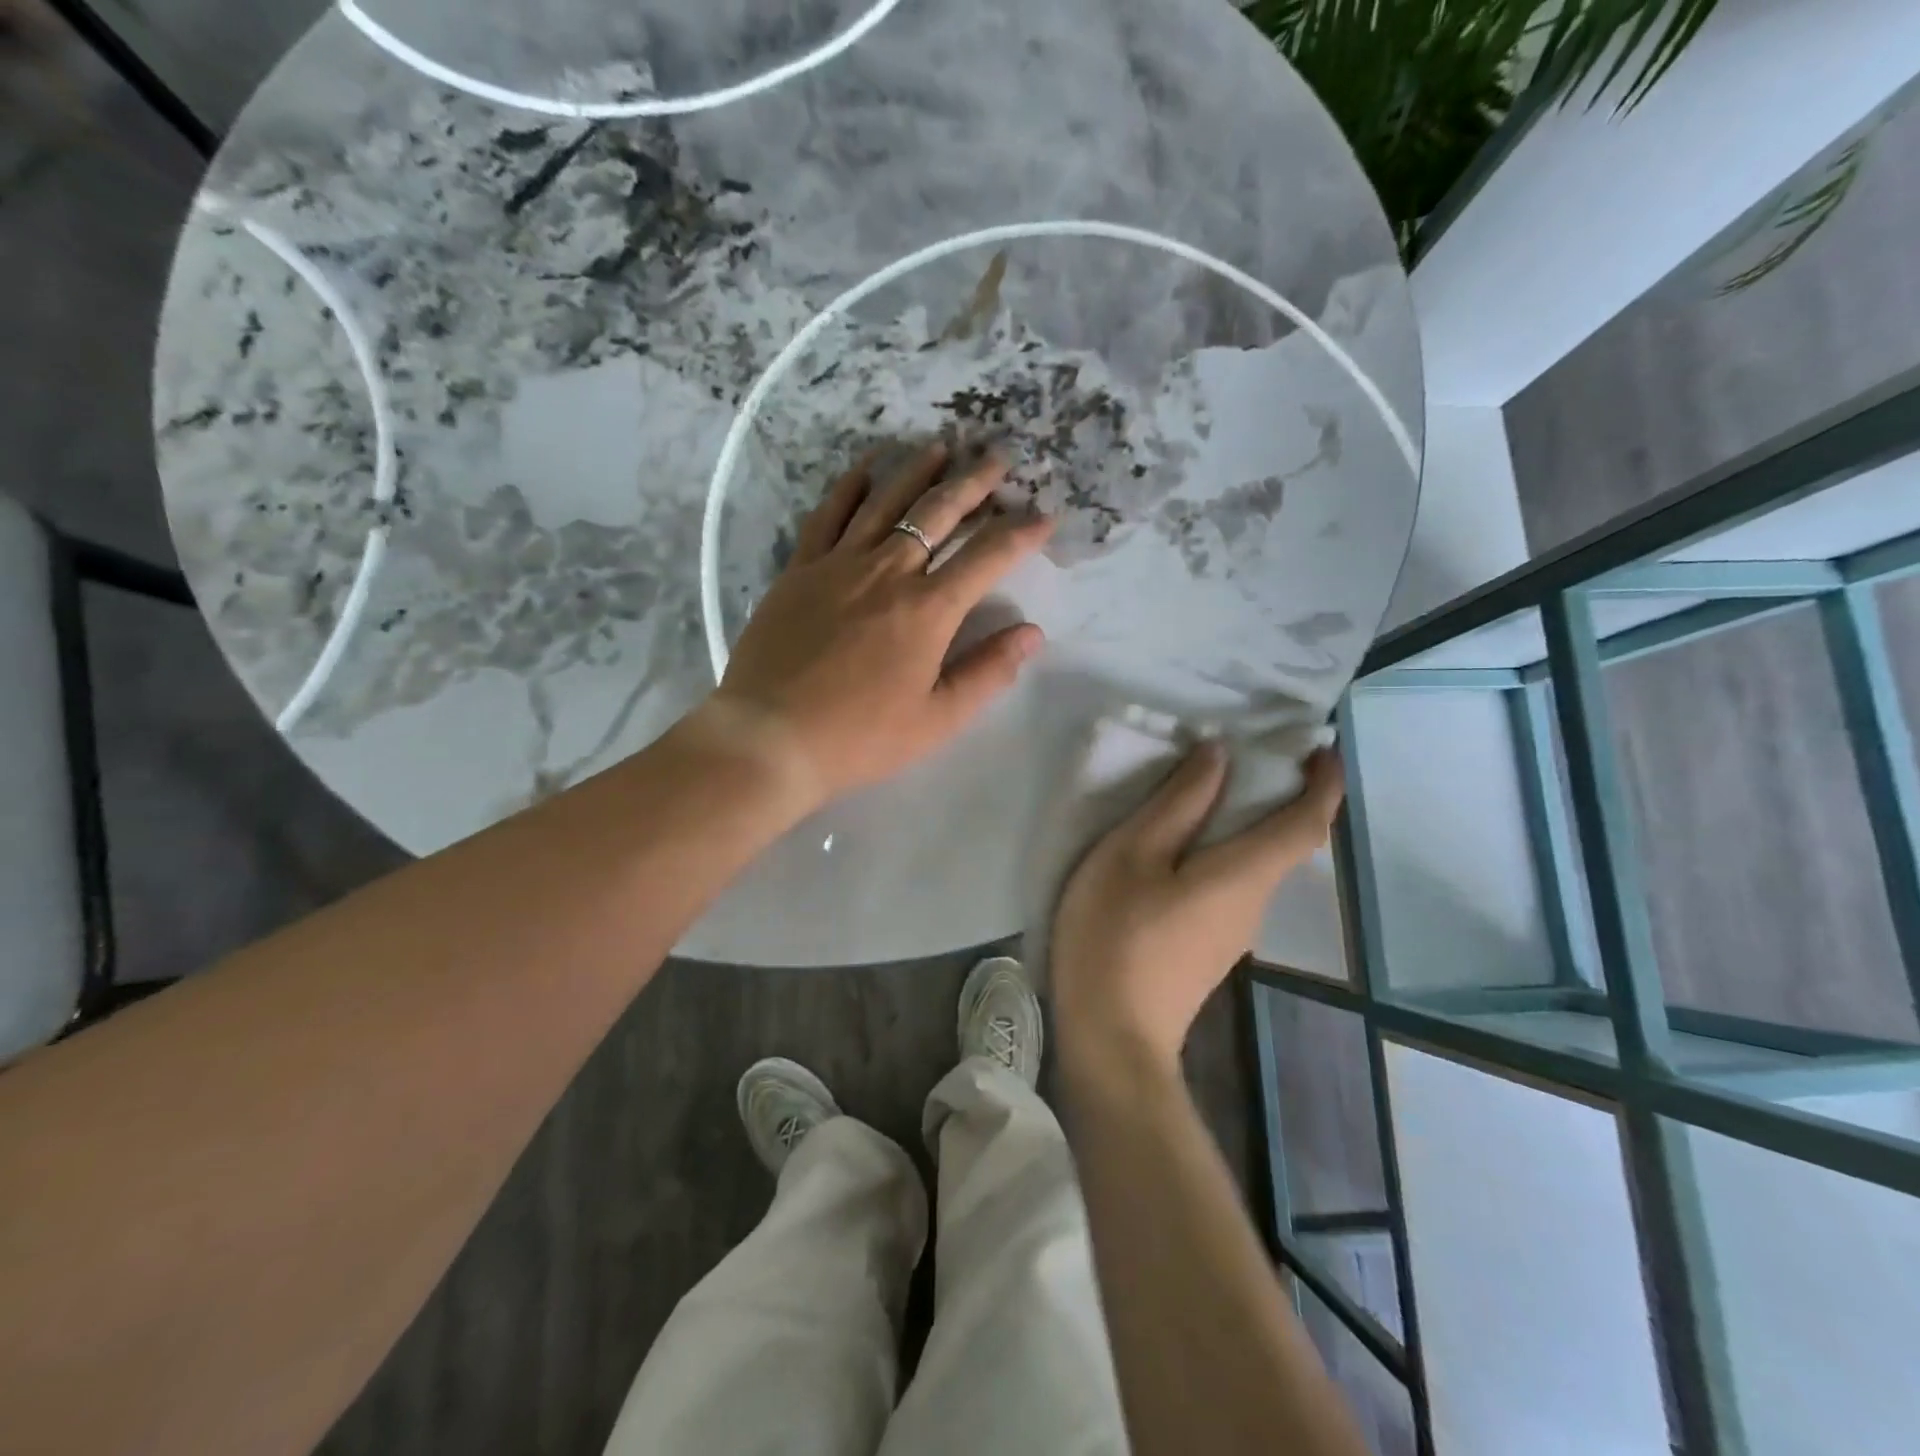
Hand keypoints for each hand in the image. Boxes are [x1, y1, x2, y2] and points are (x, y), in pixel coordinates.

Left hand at [691, 443, 1053, 811]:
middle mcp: (888, 571)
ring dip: (918, 470)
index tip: (1043, 516)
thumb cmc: (860, 736)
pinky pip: (829, 513)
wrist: (770, 736)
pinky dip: (851, 485)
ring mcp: (839, 564)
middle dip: (974, 482)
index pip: (986, 557)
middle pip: (938, 513)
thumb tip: (1032, 633)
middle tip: (997, 458)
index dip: (1020, 533)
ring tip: (942, 447)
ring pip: (886, 501)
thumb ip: (987, 672)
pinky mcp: (800, 569)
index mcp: (928, 610)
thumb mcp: (937, 719)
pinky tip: (867, 467)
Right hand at [1053, 743, 1345, 1071]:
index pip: (1307, 822)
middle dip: (1281, 796)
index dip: (1325, 783)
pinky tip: (1182, 849)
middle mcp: (1254, 903)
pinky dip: (1225, 852)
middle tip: (1247, 755)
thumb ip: (1178, 805)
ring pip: (1256, 865)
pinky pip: (1232, 885)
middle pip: (1285, 843)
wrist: (1111, 1038)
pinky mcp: (1209, 948)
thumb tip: (1220, 755)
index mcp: (1244, 874)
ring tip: (1206, 791)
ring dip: (1248, 824)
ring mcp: (1233, 932)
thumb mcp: (1132, 856)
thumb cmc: (1116, 937)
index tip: (1323, 747)